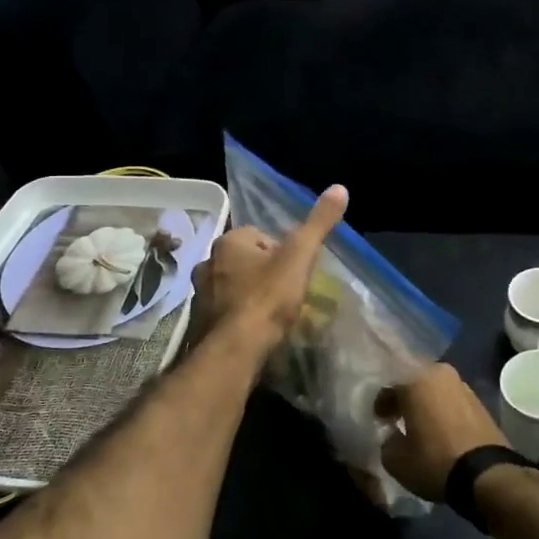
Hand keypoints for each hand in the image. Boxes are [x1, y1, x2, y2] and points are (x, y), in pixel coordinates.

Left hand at [191, 185, 348, 353]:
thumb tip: (340, 188)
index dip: (280, 252)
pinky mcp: (198, 321)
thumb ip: (318, 224)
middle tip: (285, 294)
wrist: (234, 350)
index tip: (294, 273)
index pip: (259, 236)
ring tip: (271, 314)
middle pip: (244, 260)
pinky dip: (237, 316)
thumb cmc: (267, 299)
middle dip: (262, 273)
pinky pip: (224, 310)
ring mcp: (199, 293)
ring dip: (249, 294)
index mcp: (229, 241)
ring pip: (232, 285)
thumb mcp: (299, 257)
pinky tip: (253, 330)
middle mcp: (208, 262)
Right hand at [376, 363, 508, 501]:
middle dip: (403, 397)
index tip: (379, 420)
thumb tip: (392, 435)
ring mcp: (462, 385)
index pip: (388, 384)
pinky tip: (438, 428)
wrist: (487, 475)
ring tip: (418, 424)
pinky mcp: (479, 401)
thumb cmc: (434, 460)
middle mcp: (439, 373)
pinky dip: (441, 409)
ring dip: (424, 402)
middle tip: (395, 417)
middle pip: (413, 381)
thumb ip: (386, 441)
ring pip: (433, 389)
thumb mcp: (395, 459)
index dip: (380, 403)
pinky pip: (450, 400)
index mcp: (415, 379)